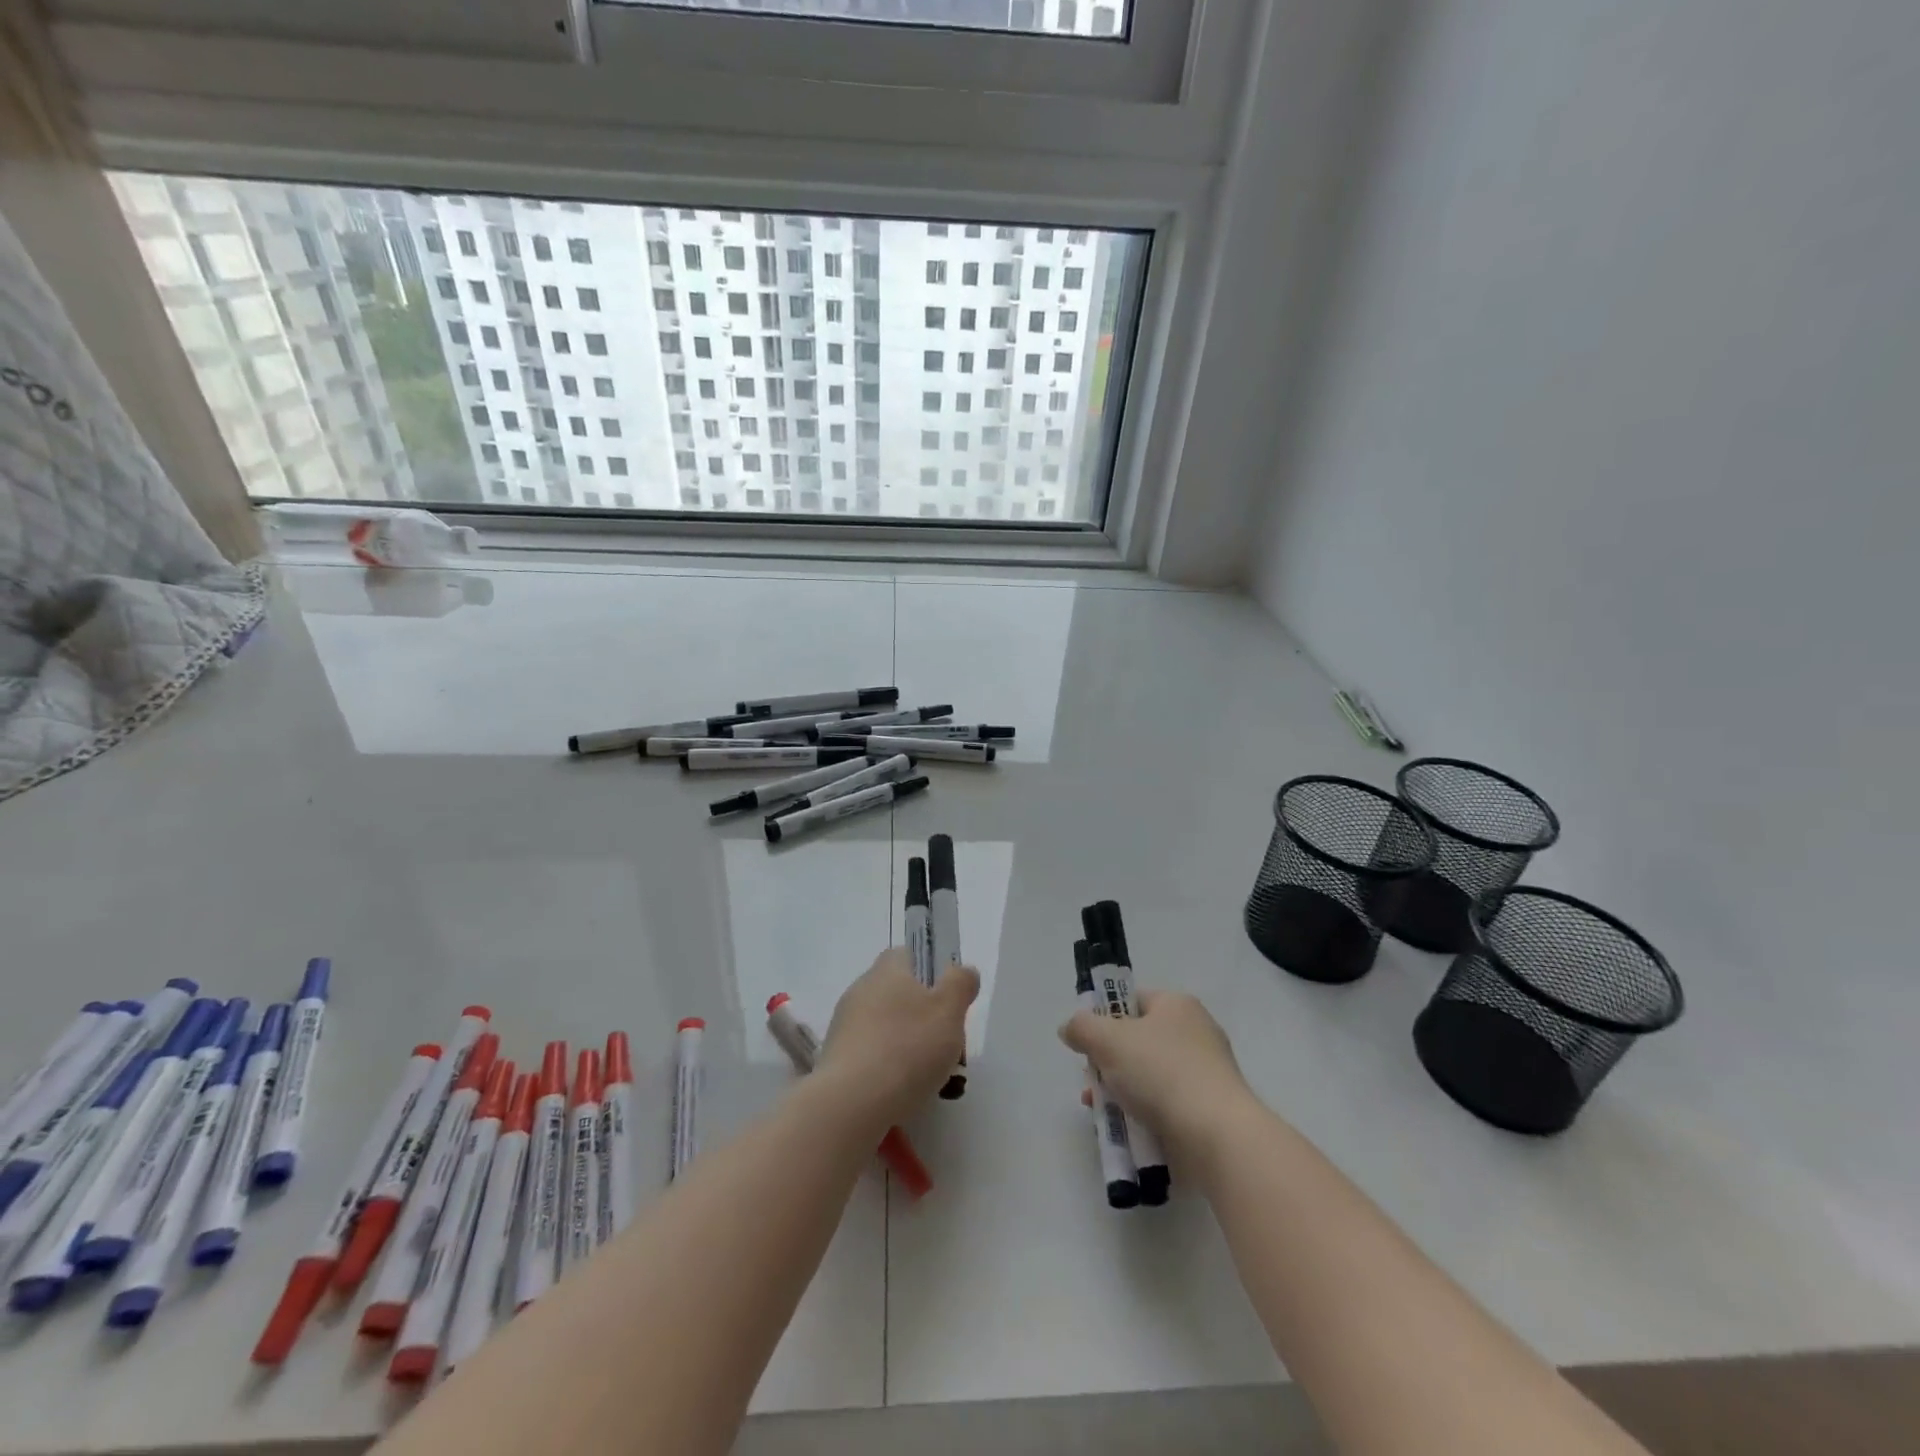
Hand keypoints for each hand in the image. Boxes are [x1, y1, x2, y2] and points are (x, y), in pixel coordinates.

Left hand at [816, 947, 977, 1128]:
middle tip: (946, 1044)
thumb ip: (960, 984)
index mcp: (887, 970)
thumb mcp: (949, 1010)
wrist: (851, 1102)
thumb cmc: (908, 1047)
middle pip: (899, 994)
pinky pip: (870, 1055)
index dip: (931, 972)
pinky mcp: (835, 1059)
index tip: (948, 1000)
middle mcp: (861, 990)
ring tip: (930, 1078)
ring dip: (907, 1044)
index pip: (908, 955)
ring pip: (885, 1027)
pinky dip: (887, 1068)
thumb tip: (962, 971)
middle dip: (923, 1016)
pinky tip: (902, 1093)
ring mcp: (844, 1025)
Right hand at [1059, 991, 1252, 1150]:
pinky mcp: (1207, 1112)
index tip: (1087, 1042)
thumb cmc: (1161, 1073)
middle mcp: (1195, 1034)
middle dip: (1107, 1061)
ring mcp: (1204, 1075)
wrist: (1216, 1137)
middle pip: (1137, 1041)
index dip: (1104, 1017)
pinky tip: (1123, 1131)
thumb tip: (1070, 1028)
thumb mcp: (1108, 1040)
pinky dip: (1141, 1115)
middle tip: (1091, 1080)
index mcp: (1177, 1006)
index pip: (1132, 1000)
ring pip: (1147, 1077)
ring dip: (1119, 1091)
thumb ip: (1082, 1027)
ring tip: (1100, 1112)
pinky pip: (1164, 1106)